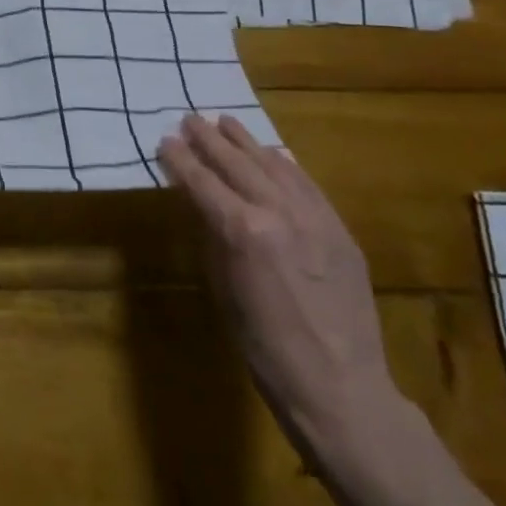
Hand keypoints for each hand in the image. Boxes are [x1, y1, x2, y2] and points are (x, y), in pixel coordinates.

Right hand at [158, 114, 396, 455]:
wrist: (340, 386)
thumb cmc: (264, 346)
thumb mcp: (223, 288)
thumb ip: (212, 237)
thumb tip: (202, 205)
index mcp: (243, 230)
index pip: (202, 182)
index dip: (180, 159)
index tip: (165, 140)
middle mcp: (279, 212)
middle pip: (237, 163)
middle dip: (209, 140)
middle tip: (190, 119)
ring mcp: (314, 217)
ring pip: (274, 165)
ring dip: (246, 142)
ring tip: (226, 122)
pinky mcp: (339, 229)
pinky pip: (307, 184)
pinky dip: (285, 164)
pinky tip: (272, 153)